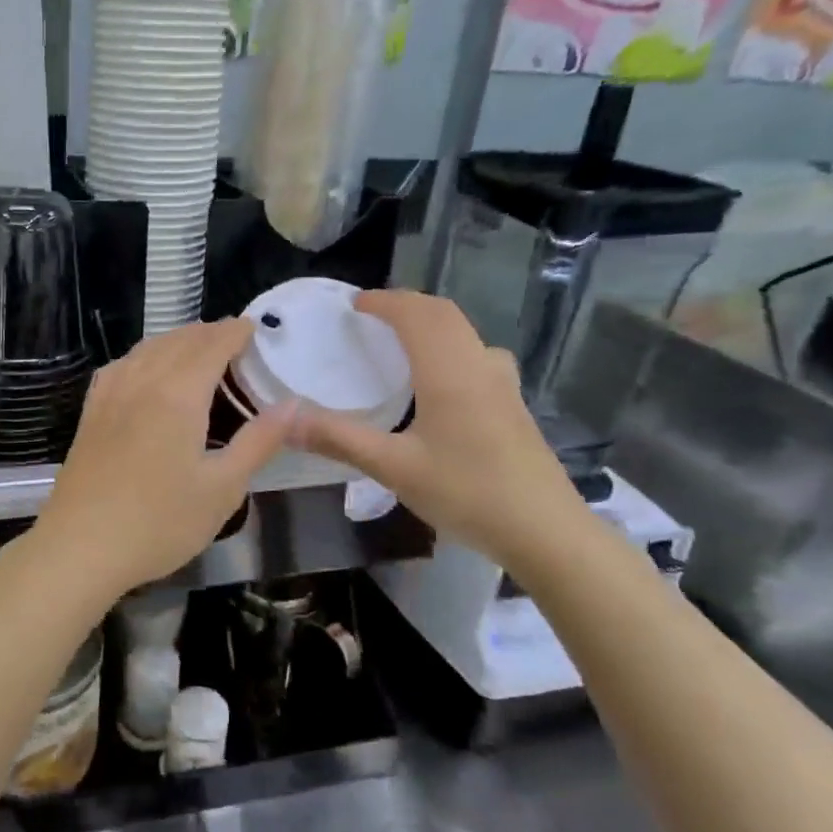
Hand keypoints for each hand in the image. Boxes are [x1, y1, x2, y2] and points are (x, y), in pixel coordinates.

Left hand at [28, 319, 294, 600]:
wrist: (80, 547)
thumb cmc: (159, 523)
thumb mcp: (222, 488)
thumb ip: (259, 441)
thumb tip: (294, 404)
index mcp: (179, 394)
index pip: (212, 345)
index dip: (236, 332)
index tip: (255, 328)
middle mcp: (142, 381)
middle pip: (179, 341)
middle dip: (209, 333)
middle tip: (234, 339)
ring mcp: (110, 395)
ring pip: (147, 349)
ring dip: (176, 340)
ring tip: (197, 348)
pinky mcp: (91, 413)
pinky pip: (121, 366)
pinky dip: (143, 356)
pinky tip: (145, 369)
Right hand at [292, 290, 583, 567]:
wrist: (545, 530)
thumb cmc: (467, 493)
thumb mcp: (394, 468)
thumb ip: (339, 439)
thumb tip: (287, 420)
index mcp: (449, 371)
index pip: (416, 314)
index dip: (385, 301)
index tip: (354, 304)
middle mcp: (479, 365)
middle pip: (444, 315)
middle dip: (407, 306)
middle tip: (373, 316)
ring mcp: (503, 384)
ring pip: (464, 334)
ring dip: (431, 325)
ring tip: (402, 342)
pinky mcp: (513, 405)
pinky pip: (476, 355)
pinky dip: (448, 347)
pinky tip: (438, 382)